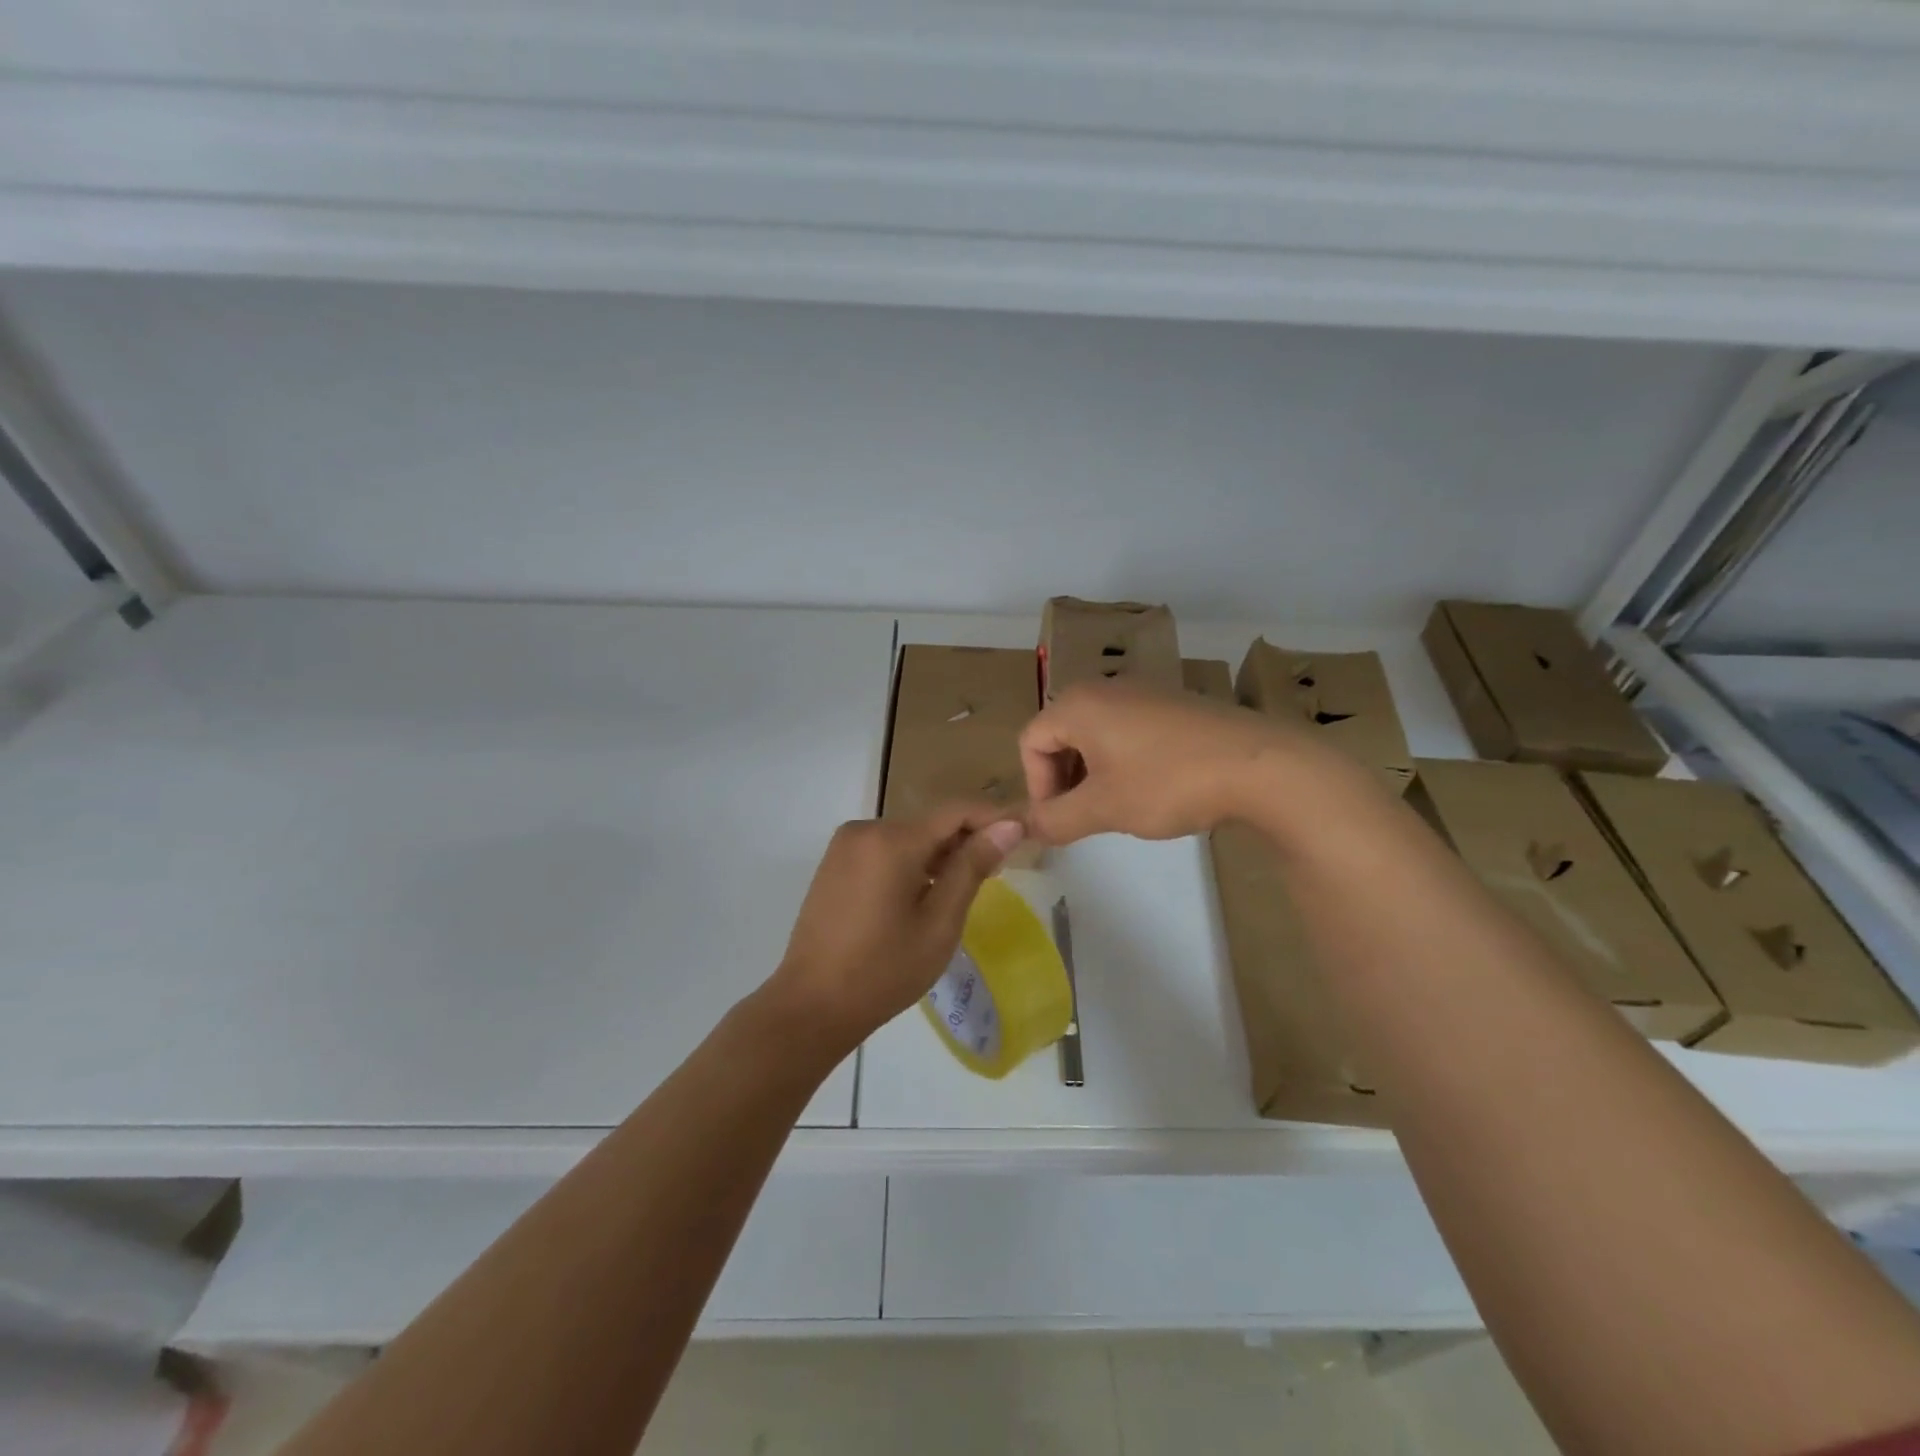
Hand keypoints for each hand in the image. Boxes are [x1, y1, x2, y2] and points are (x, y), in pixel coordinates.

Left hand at [769, 804, 1025, 1051]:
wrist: (811, 1005)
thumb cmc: (884, 970)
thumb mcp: (939, 922)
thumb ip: (972, 867)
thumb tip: (1009, 826)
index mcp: (893, 840)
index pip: (956, 811)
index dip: (994, 818)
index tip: (1025, 835)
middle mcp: (866, 829)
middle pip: (931, 823)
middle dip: (966, 841)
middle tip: (997, 874)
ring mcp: (846, 845)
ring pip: (908, 837)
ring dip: (939, 854)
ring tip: (962, 891)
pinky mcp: (835, 862)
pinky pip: (885, 850)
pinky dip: (911, 863)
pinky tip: (923, 895)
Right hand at [1019, 680, 1302, 844]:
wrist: (1260, 764)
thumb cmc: (1168, 782)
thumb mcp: (1104, 809)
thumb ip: (1054, 819)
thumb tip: (1026, 828)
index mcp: (1078, 704)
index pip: (1030, 741)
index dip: (1036, 786)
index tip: (1061, 820)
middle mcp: (1105, 688)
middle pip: (1060, 734)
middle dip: (1063, 780)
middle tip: (1085, 817)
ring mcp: (1143, 692)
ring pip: (1095, 734)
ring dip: (1093, 774)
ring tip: (1119, 807)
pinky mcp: (1173, 703)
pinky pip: (1128, 730)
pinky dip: (1123, 761)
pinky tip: (1153, 789)